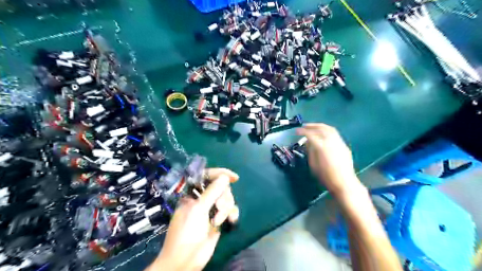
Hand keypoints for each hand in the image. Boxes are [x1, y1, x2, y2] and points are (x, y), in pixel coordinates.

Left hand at [146, 168, 236, 268]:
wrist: (186, 261)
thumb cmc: (186, 233)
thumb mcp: (198, 210)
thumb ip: (212, 192)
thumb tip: (225, 177)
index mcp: (193, 193)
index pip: (207, 176)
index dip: (220, 173)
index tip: (234, 177)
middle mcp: (203, 198)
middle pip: (221, 187)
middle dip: (223, 197)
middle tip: (218, 208)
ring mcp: (211, 208)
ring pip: (227, 198)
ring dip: (226, 208)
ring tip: (218, 220)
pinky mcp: (219, 218)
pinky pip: (231, 209)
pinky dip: (232, 214)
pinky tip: (232, 221)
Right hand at [298, 123, 364, 196]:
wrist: (344, 182)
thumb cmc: (326, 176)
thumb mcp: (313, 165)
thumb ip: (310, 151)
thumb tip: (307, 142)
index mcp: (322, 147)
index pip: (310, 135)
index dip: (302, 131)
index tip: (296, 131)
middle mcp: (331, 141)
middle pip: (321, 128)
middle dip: (311, 126)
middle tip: (304, 126)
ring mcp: (339, 142)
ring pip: (329, 129)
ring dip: (320, 126)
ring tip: (313, 127)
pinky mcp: (344, 145)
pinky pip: (335, 134)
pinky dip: (327, 130)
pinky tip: (323, 133)